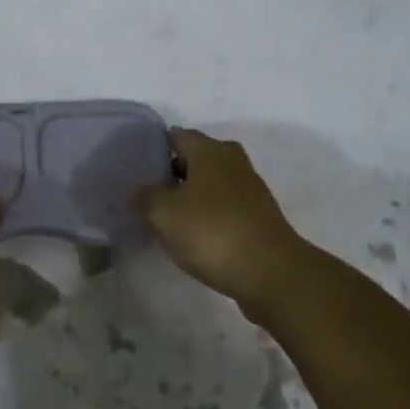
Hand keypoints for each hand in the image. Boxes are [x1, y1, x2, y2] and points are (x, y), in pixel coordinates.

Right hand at [138, 128, 311, 318]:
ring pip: (211, 183)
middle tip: (149, 193)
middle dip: (173, 173)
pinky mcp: (259, 217)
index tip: (137, 166)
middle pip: (195, 158)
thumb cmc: (212, 232)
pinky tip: (195, 237)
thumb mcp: (164, 214)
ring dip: (192, 196)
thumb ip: (145, 197)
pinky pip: (225, 207)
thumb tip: (137, 189)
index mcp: (209, 149)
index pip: (176, 135)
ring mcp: (250, 188)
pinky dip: (210, 216)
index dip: (155, 148)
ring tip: (168, 218)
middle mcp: (232, 160)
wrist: (272, 273)